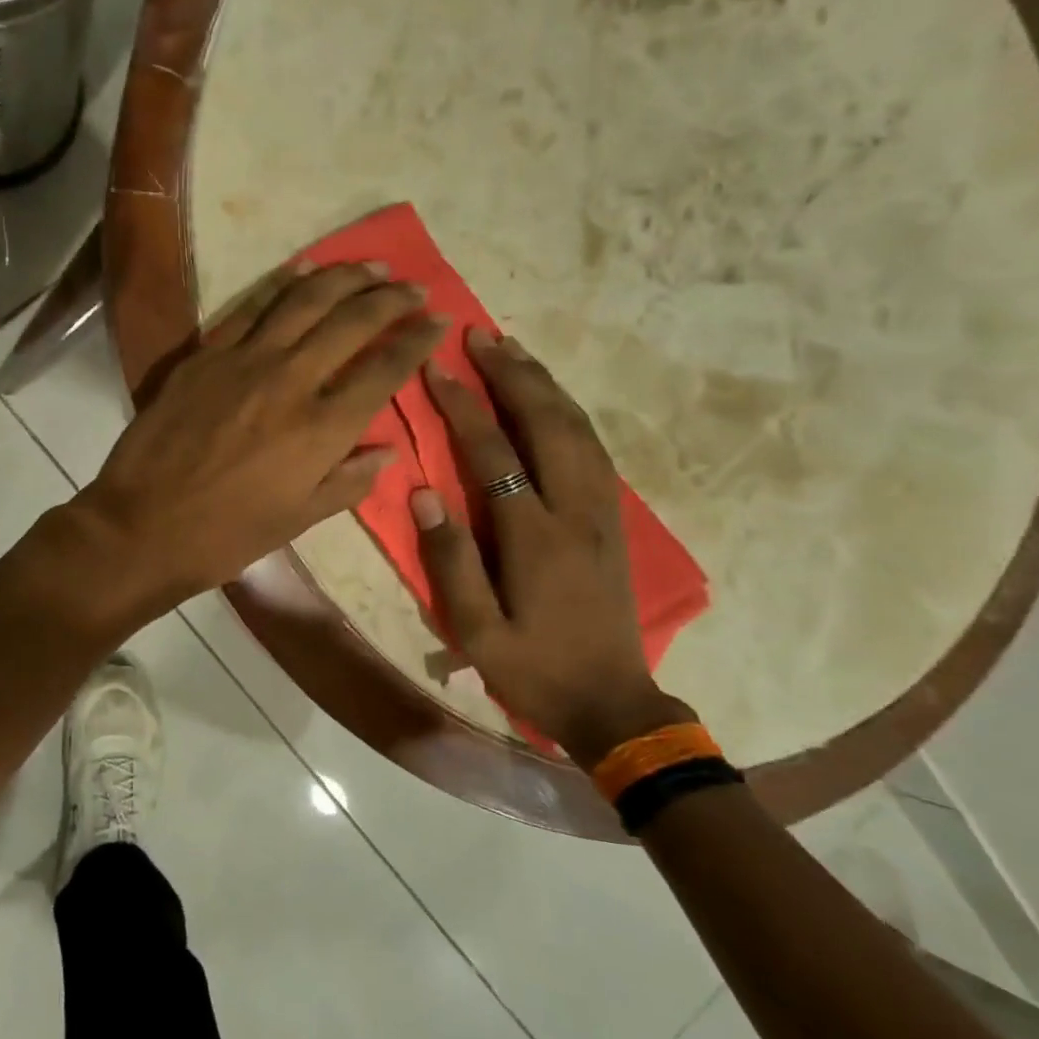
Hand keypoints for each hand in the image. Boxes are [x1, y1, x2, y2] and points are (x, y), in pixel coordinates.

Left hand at [69, 261, 444, 615]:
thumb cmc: (225, 536)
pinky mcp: (204, 355)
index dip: (416, 341)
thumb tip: (387, 452)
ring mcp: (243, 361)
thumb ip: (347, 482)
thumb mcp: (297, 521)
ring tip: (371, 266)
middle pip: (351, 321)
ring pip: (304, 300)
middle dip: (391, 299)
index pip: (383, 370)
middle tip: (414, 287)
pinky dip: (282, 283)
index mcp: (321, 429)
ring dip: (344, 276)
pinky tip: (302, 270)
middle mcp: (290, 381)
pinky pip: (251, 307)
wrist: (142, 527)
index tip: (437, 321)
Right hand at [413, 329, 694, 768]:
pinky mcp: (613, 519)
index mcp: (537, 537)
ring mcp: (602, 511)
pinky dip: (569, 410)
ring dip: (544, 383)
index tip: (436, 368)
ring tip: (513, 351)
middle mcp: (577, 510)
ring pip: (578, 428)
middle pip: (548, 424)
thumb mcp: (477, 630)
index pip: (495, 453)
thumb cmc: (534, 668)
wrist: (613, 703)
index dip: (463, 406)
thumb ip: (451, 560)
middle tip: (480, 335)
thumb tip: (425, 493)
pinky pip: (593, 447)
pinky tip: (550, 398)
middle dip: (512, 374)